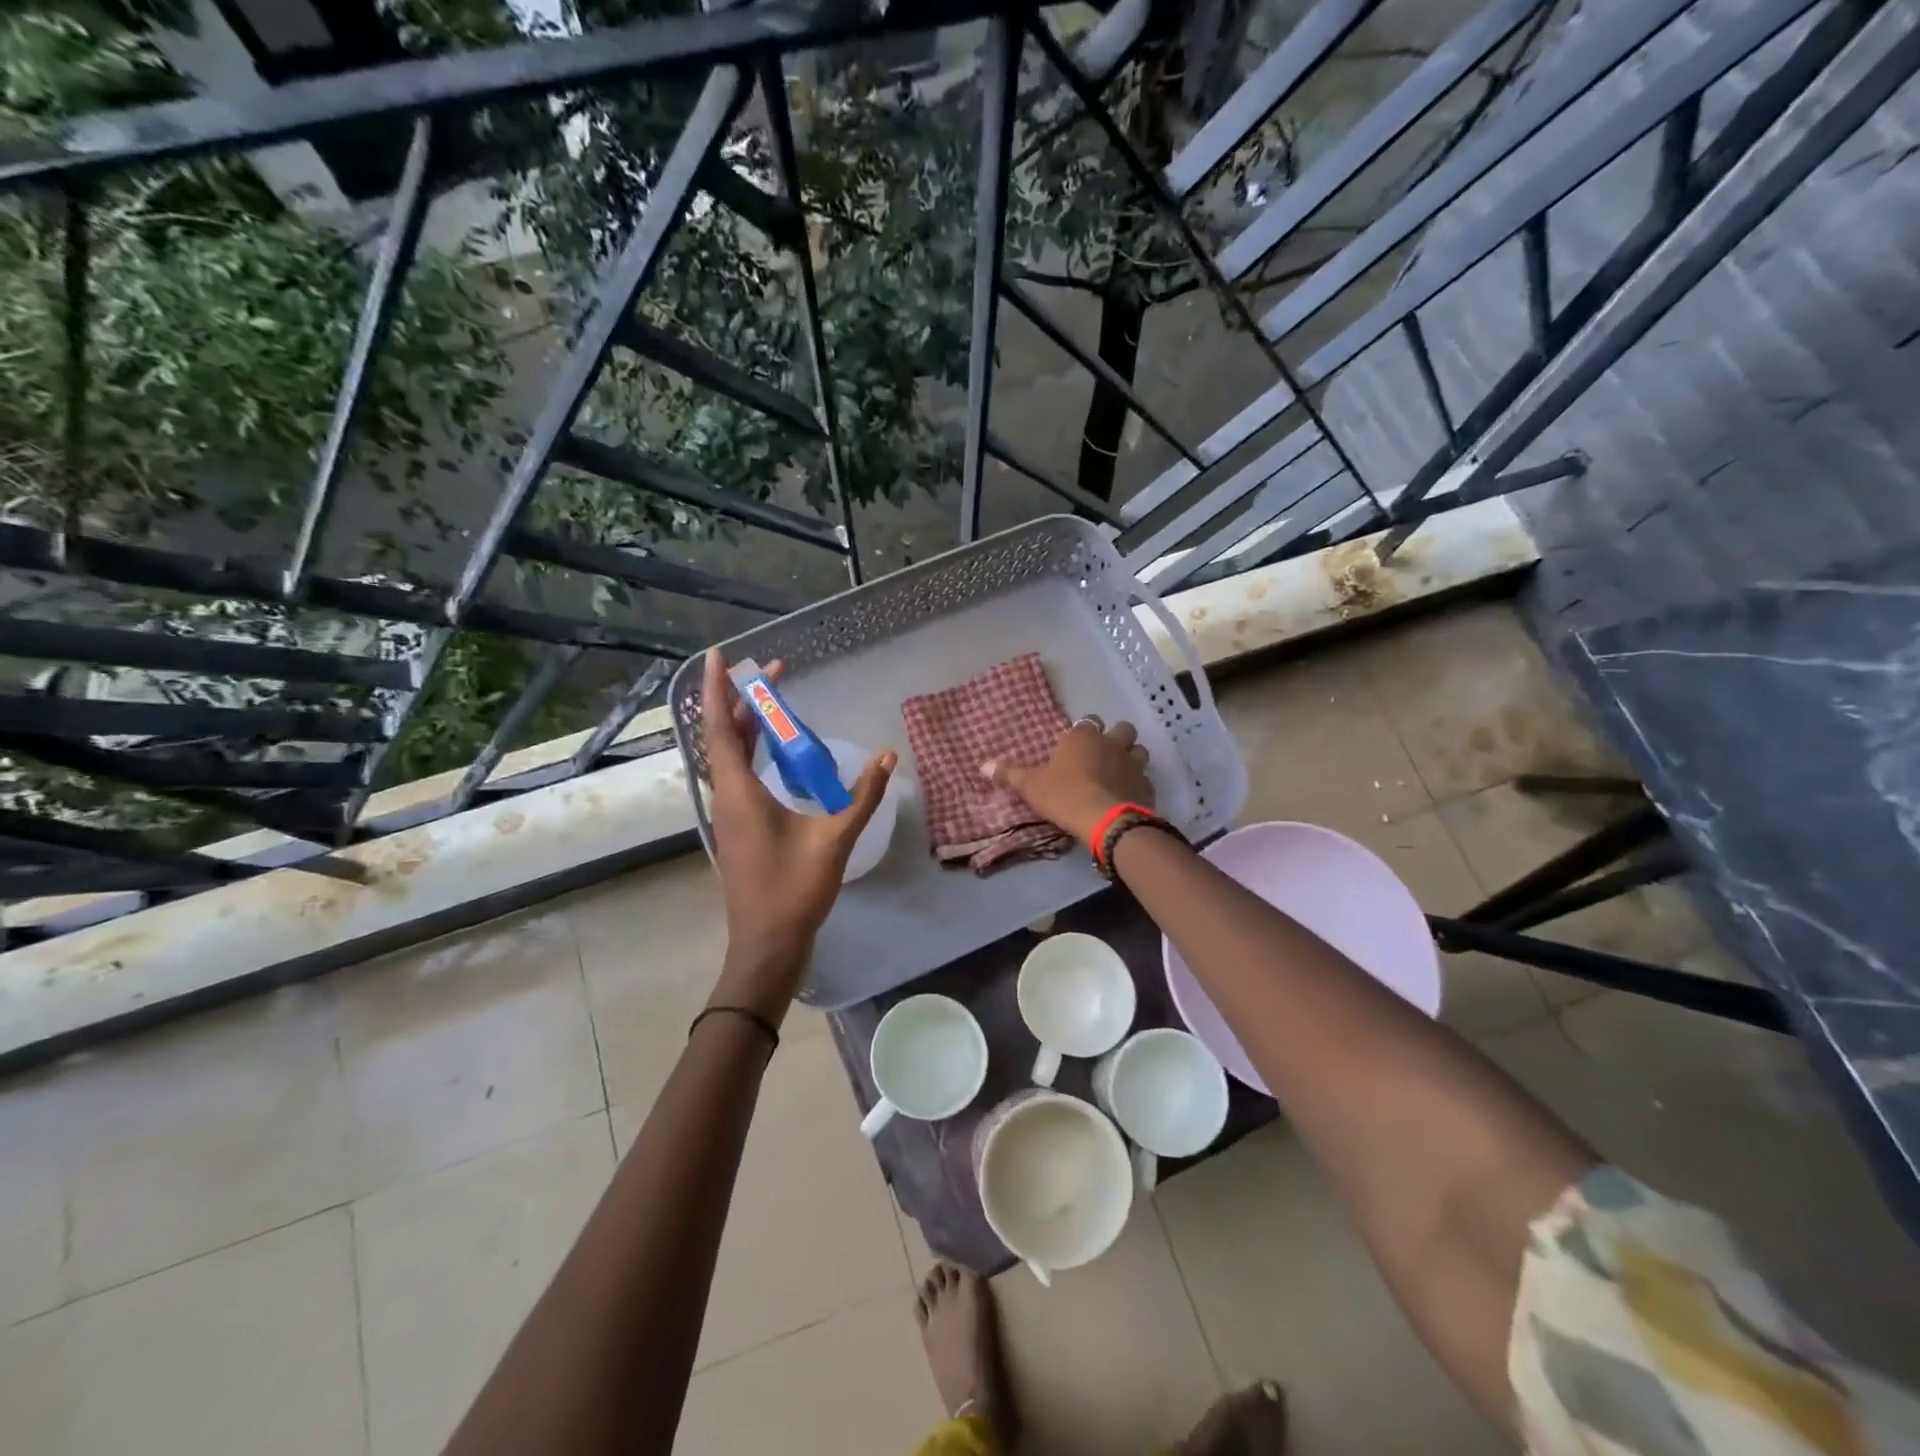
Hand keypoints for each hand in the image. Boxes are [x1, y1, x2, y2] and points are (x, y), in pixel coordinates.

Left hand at [701, 649, 895, 1013]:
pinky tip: (776, 752)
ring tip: (772, 700)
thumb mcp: (835, 840)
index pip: (720, 730)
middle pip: (723, 737)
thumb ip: (862, 795)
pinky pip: (738, 775)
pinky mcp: (739, 827)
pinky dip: (752, 752)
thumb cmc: (794, 891)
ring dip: (746, 726)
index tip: (717, 656)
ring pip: (729, 757)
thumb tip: (888, 756)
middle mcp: (727, 797)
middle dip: (740, 700)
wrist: (767, 944)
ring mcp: (730, 814)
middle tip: (769, 672)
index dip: (715, 690)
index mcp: (740, 793)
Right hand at [983, 716, 1152, 845]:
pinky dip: (1138, 784)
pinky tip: (1129, 796)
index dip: (1085, 732)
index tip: (1078, 745)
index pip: (1088, 722)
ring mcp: (1133, 763)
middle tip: (1104, 755)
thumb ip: (1009, 773)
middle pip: (1123, 729)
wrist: (1105, 819)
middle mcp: (1111, 743)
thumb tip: (982, 764)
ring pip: (1139, 751)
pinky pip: (1145, 779)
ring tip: (1120, 773)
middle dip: (1117, 738)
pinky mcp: (1147, 785)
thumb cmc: (1064, 795)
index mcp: (1083, 737)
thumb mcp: (1031, 785)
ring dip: (1132, 758)